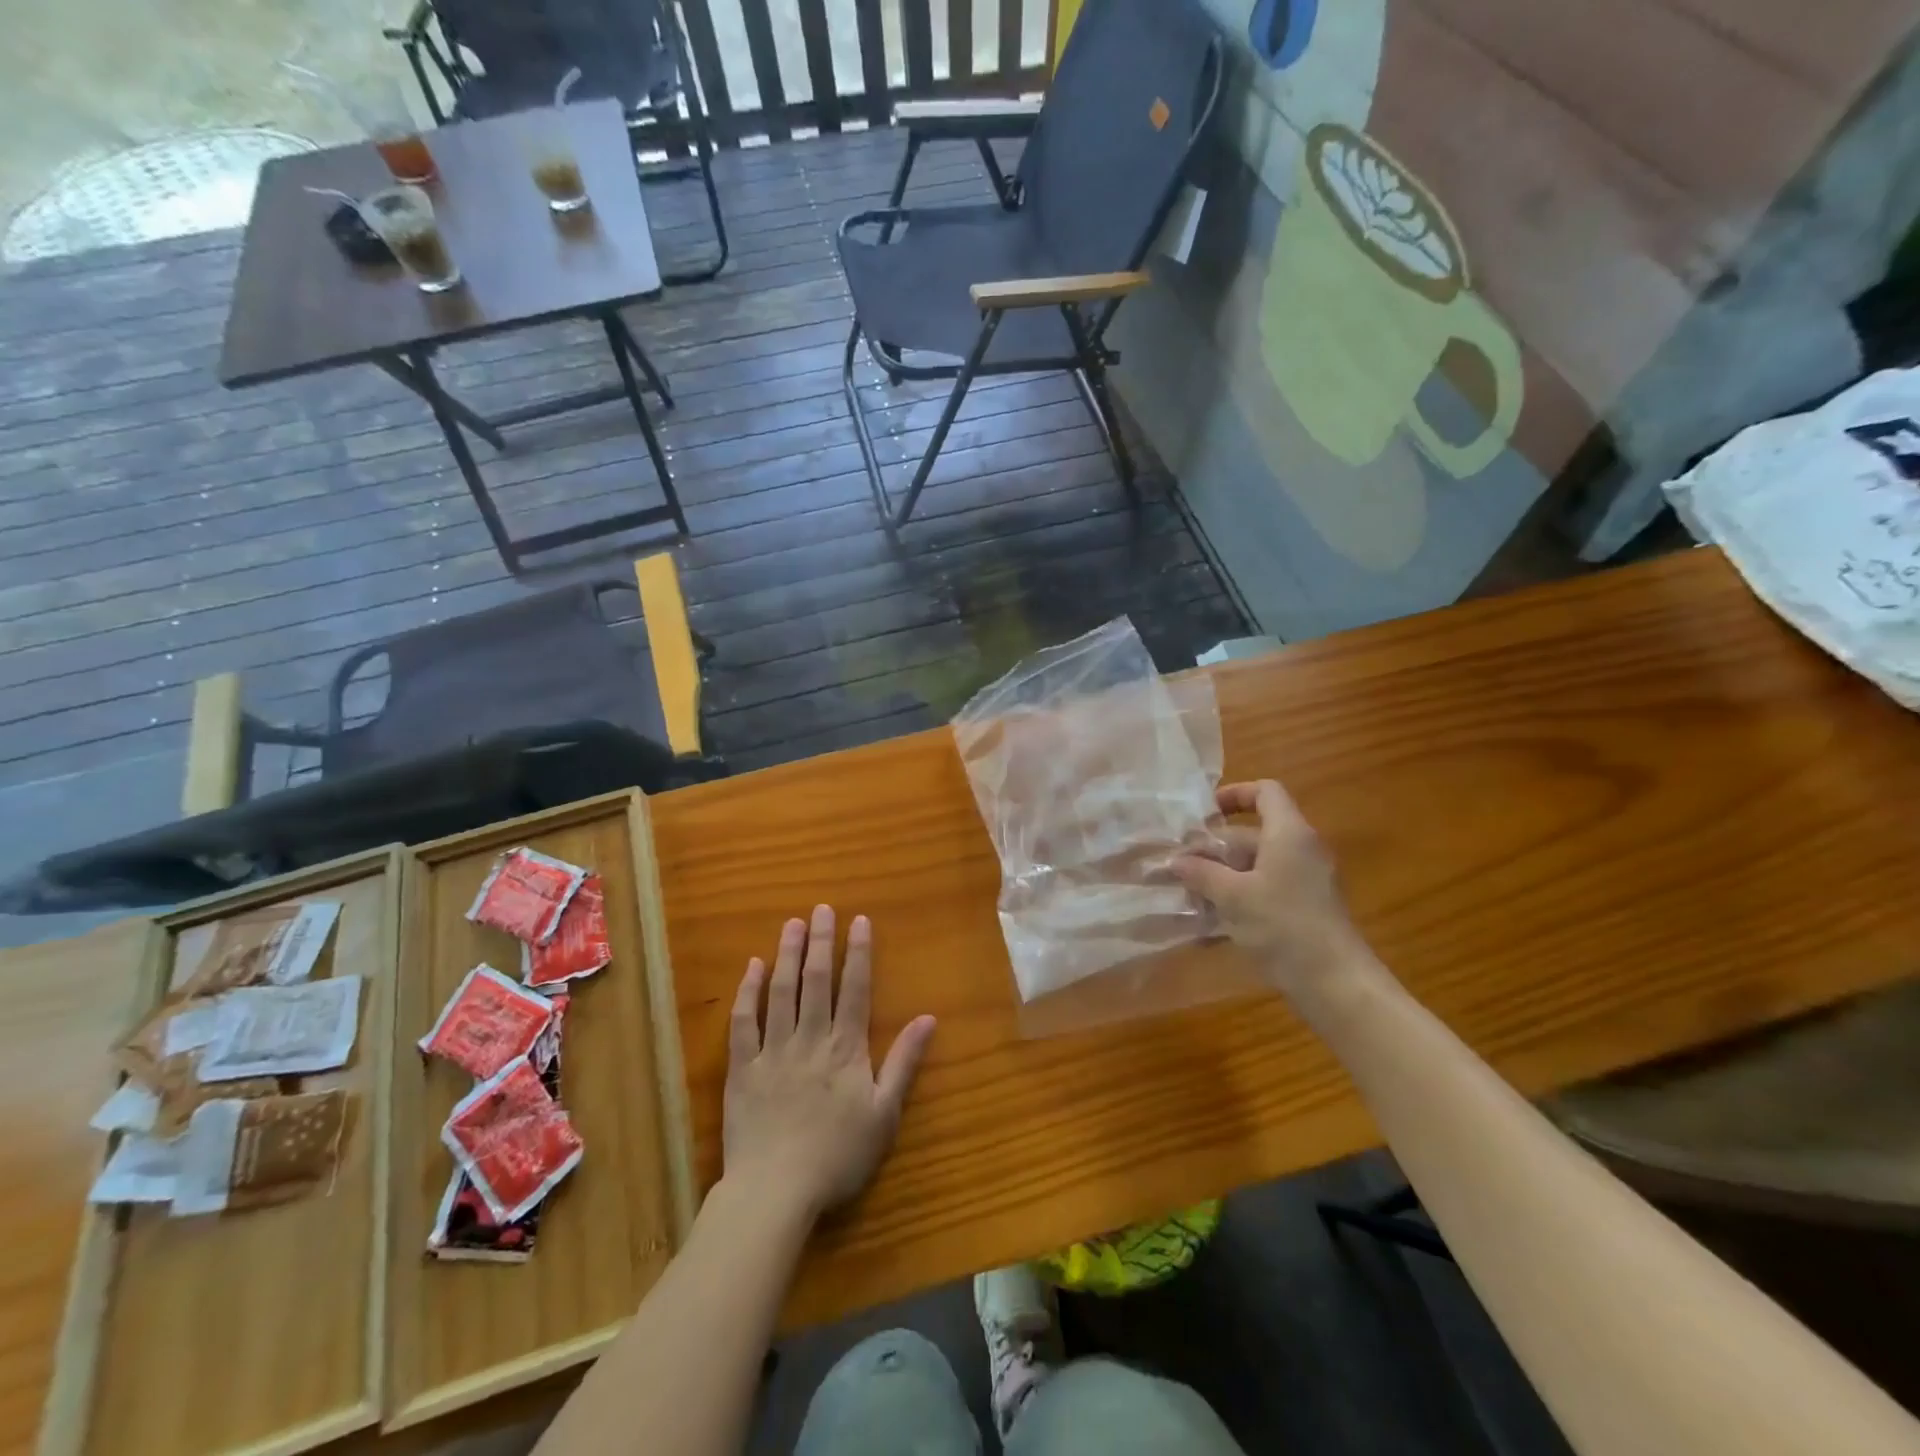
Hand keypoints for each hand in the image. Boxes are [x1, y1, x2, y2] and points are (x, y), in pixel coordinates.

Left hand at [722, 905, 936, 1221]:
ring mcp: (772, 1051)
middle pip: (817, 981)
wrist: (775, 1192)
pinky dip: (747, 992)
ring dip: (788, 955)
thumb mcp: (884, 1114)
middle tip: (821, 909)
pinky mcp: (741, 1068)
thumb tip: (929, 1018)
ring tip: (792, 924)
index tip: (859, 920)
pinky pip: (743, 1022)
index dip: (858, 952)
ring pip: (781, 992)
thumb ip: (904, 1062)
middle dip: (821, 942)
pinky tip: (752, 968)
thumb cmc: (837, 1157)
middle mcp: (809, 1039)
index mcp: (845, 1049)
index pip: (854, 989)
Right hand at [1172, 780, 1369, 993]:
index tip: (1204, 814)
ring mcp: (1305, 881)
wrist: (1336, 983)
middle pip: (1254, 833)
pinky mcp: (1304, 908)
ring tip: (1187, 892)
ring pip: (1256, 865)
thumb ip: (1201, 873)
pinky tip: (1210, 920)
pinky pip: (1265, 888)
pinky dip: (1237, 896)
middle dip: (1215, 846)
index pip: (1266, 792)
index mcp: (1289, 834)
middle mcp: (1301, 850)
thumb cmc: (1284, 926)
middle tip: (1180, 862)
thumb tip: (1175, 860)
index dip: (1234, 794)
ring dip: (1221, 874)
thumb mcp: (1233, 896)